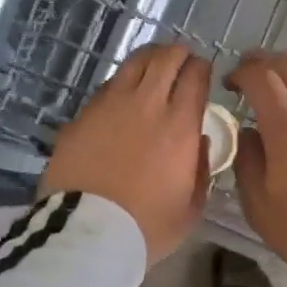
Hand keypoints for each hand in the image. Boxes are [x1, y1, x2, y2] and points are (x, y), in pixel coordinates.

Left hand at [40, 42, 211, 267]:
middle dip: (178, 53)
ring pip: (134, 62)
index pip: (195, 76)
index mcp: (180, 125)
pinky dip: (122, 82)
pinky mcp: (82, 114)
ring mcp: (110, 104)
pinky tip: (122, 95)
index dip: (202, 68)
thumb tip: (199, 140)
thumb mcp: (190, 208)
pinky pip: (108, 85)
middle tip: (181, 60)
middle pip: (166, 58)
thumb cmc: (145, 227)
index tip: (203, 72)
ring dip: (149, 58)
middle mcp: (147, 104)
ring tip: (153, 66)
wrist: (86, 233)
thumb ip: (200, 169)